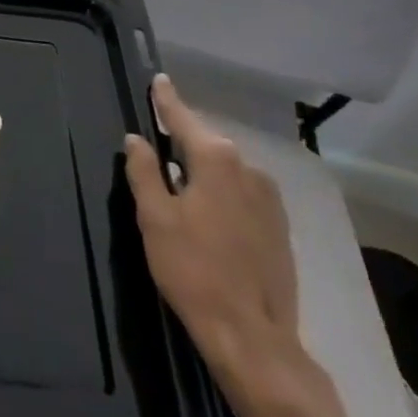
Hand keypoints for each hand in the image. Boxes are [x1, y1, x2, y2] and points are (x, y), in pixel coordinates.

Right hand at [124, 75, 301, 403]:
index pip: (183, 118)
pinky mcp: (280, 226)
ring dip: (203, 168)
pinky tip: (208, 210)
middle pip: (207, 143)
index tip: (158, 79)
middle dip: (183, 138)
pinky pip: (242, 192)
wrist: (253, 337)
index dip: (167, 99)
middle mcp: (249, 169)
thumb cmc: (193, 270)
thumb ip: (144, 171)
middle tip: (158, 138)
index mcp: (216, 160)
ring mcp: (270, 198)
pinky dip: (222, 190)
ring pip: (227, 170)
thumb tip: (136, 139)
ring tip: (179, 179)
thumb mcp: (155, 218)